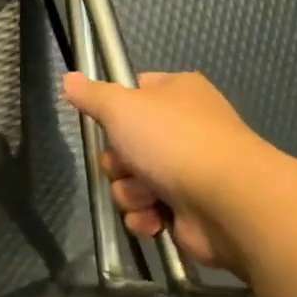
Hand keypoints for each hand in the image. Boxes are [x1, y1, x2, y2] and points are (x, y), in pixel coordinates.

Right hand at [61, 70, 269, 275]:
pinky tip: (154, 219)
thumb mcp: (122, 107)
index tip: (105, 121)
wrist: (228, 202)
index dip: (114, 109)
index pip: (134, 92)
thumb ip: (92, 95)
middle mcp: (185, 128)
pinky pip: (147, 211)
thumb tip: (68, 77)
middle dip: (118, 163)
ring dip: (130, 193)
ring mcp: (189, 170)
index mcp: (178, 93)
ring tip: (147, 197)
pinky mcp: (188, 209)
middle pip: (125, 144)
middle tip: (127, 165)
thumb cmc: (174, 142)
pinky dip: (145, 217)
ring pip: (131, 181)